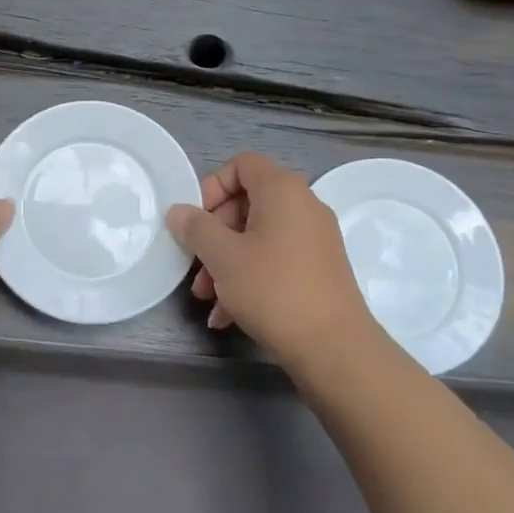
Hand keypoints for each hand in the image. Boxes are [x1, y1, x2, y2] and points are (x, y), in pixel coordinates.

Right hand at [166, 152, 381, 366]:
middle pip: (247, 203)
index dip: (212, 186)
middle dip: (214, 233)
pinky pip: (275, 261)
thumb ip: (196, 228)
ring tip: (206, 296)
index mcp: (283, 191)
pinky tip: (226, 315)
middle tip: (196, 263)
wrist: (334, 348)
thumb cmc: (273, 289)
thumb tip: (179, 212)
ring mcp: (314, 240)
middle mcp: (303, 207)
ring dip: (226, 261)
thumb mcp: (223, 257)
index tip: (196, 220)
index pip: (242, 164)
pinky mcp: (318, 270)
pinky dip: (249, 278)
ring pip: (257, 237)